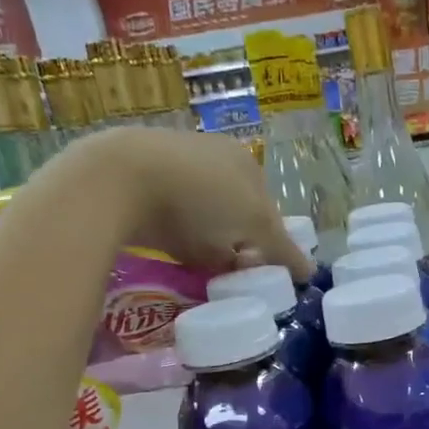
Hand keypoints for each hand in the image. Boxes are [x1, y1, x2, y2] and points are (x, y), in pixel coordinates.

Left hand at [56, 127, 311, 281]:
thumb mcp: (255, 227)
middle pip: (236, 214)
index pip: (269, 212)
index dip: (269, 246)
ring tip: (201, 266)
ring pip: (204, 215)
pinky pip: (172, 215)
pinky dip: (178, 234)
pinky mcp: (140, 178)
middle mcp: (213, 155)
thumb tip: (309, 274)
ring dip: (209, 242)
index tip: (259, 272)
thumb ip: (283, 252)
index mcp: (245, 160)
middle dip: (238, 244)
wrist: (118, 179)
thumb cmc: (201, 199)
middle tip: (232, 272)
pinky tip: (171, 248)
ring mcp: (174, 163)